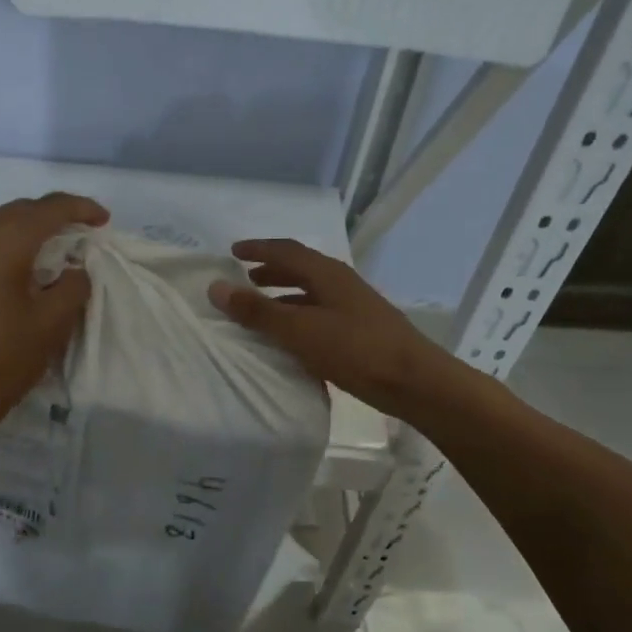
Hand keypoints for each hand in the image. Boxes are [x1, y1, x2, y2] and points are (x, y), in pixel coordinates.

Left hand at [0, 192, 109, 440]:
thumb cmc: (0, 362)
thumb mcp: (50, 325)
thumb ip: (72, 286)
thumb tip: (74, 269)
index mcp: (0, 240)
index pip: (48, 209)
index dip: (81, 209)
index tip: (104, 220)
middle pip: (19, 211)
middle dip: (53, 217)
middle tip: (82, 233)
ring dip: (26, 230)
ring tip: (52, 248)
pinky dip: (2, 246)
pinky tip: (15, 266)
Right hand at [209, 238, 448, 416]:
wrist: (415, 382)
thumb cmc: (356, 350)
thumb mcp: (300, 330)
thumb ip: (258, 311)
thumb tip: (216, 287)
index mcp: (327, 274)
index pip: (286, 250)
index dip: (258, 249)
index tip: (233, 253)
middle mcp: (341, 283)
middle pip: (301, 268)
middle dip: (271, 270)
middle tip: (245, 280)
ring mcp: (355, 307)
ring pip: (312, 293)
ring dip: (285, 295)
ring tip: (262, 309)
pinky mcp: (361, 331)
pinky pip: (320, 314)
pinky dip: (299, 317)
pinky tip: (291, 338)